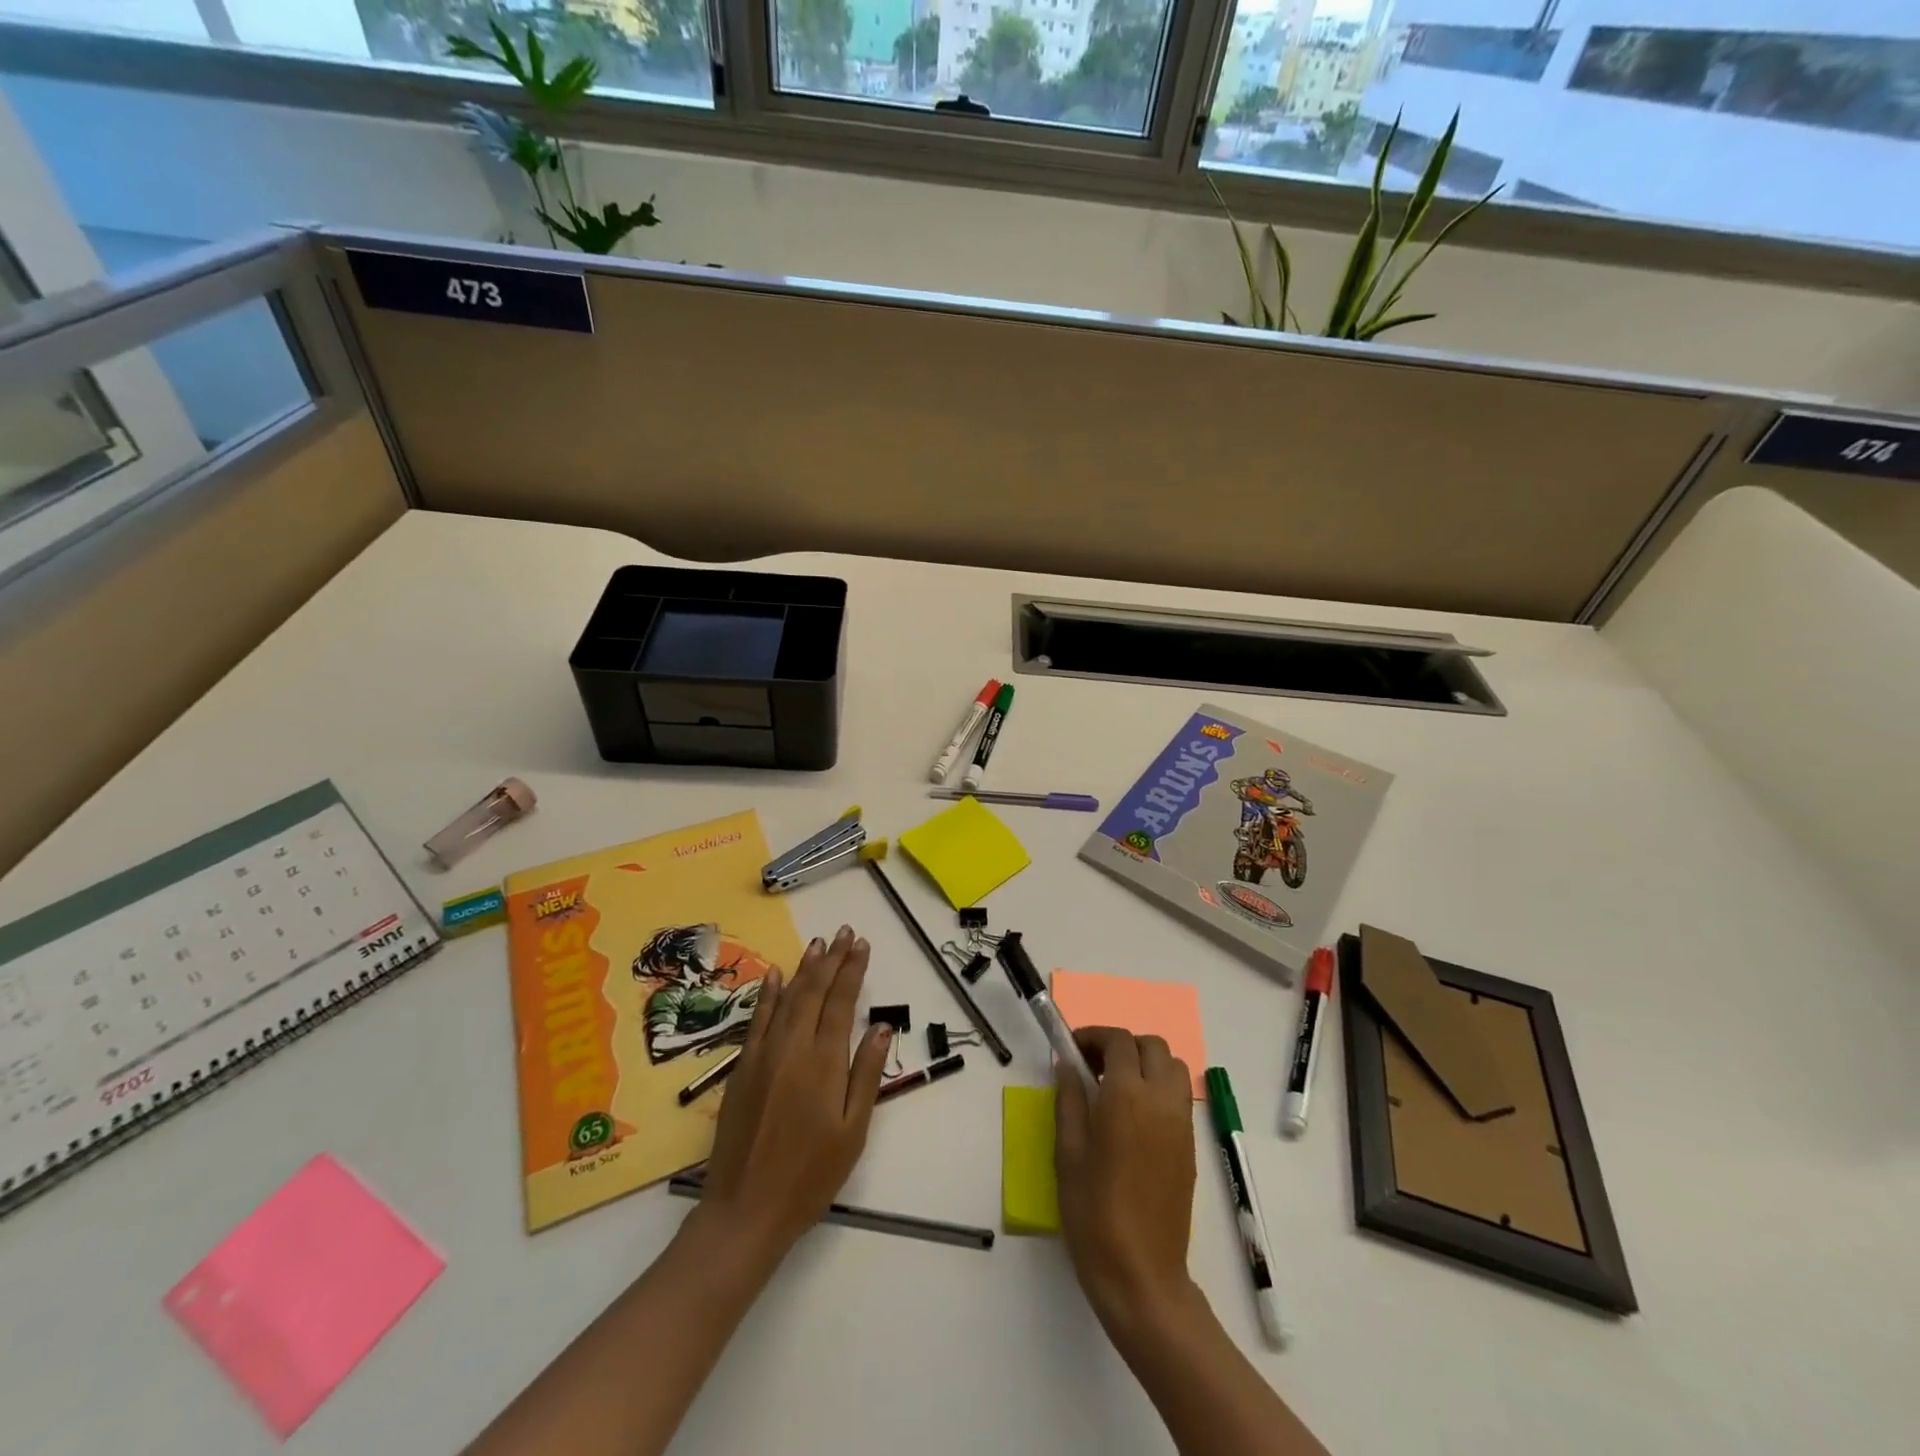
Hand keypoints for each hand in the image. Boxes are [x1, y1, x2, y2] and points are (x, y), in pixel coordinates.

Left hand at [697, 926, 891, 1263]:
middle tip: (845, 932)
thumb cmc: (810, 1176)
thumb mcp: (852, 1131)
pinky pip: (757, 1020)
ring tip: (819, 943)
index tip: (862, 944)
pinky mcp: (742, 1068)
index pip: (841, 1002)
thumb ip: (866, 1074)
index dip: (852, 970)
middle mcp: (792, 1048)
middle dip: (832, 959)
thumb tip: (880, 1026)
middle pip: (814, 992)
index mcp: (823, 1063)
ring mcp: (763, 1056)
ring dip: (804, 969)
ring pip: (787, 999)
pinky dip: (769, 994)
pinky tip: (776, 975)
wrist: (745, 1210)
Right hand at [1054, 1027, 1198, 1326]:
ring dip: (1145, 1062)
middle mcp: (1161, 1100)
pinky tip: (1133, 1114)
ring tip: (1115, 1087)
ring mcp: (1181, 1123)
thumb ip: (1069, 1100)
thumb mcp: (1067, 1153)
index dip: (1093, 1036)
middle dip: (1121, 1045)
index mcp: (1127, 1097)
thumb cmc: (1094, 1214)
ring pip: (1172, 1067)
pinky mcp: (1190, 1145)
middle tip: (1092, 1066)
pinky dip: (1159, 1086)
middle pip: (1151, 1046)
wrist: (1141, 1275)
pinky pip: (1179, 1095)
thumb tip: (1067, 1064)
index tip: (1071, 1048)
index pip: (1118, 1042)